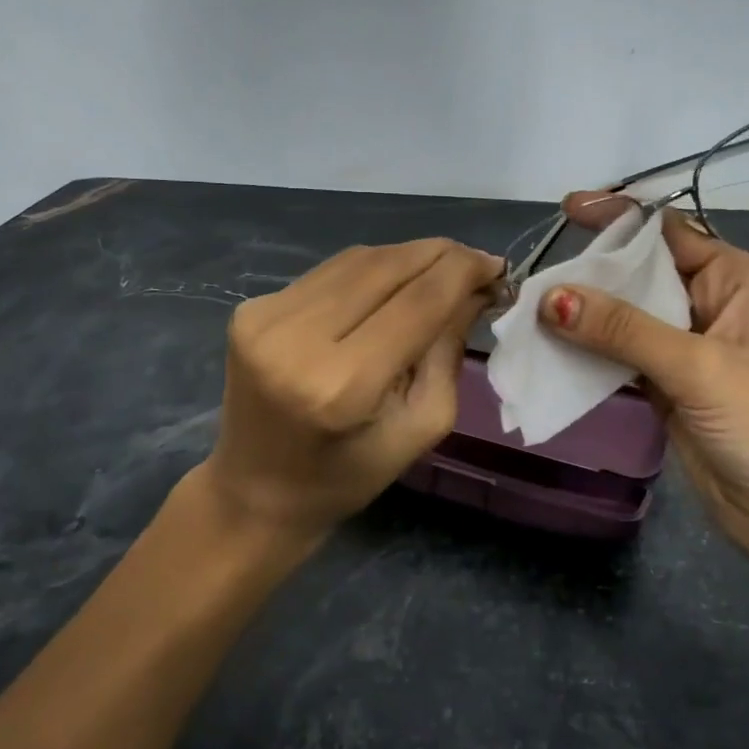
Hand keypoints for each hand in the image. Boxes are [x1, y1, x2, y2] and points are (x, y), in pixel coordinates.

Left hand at [202, 238, 500, 556]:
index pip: (417, 302)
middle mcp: (296, 339)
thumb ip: (448, 353)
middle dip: (441, 256)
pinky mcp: (251, 308)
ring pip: (358, 260)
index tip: (497, 266)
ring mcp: (266, 317)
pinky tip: (392, 283)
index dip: (463, 272)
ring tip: (440, 270)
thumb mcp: (420, 427)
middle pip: (387, 267)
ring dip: (407, 257)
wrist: (255, 492)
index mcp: (342, 385)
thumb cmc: (347, 476)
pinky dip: (370, 270)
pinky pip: (329, 272)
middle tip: (476, 263)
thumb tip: (474, 289)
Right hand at [544, 194, 748, 567]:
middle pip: (641, 271)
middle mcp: (710, 303)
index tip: (566, 210)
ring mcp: (686, 345)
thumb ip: (623, 329)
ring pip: (626, 314)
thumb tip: (551, 297)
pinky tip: (551, 346)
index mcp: (736, 279)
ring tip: (531, 307)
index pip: (669, 232)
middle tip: (536, 272)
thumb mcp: (696, 367)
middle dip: (592, 270)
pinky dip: (589, 349)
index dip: (618, 219)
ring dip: (584, 311)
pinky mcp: (666, 382)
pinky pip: (620, 352)